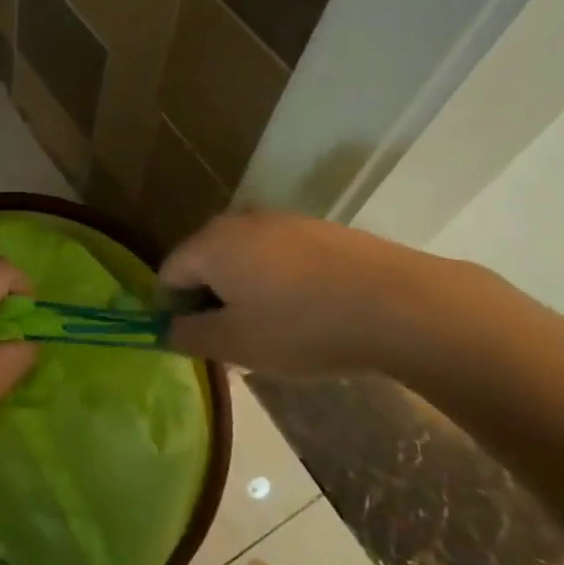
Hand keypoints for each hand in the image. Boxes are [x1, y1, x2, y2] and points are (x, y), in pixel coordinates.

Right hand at [160, 210, 460, 376]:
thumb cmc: (302, 325)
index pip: (168, 273)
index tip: (196, 343)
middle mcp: (238, 221)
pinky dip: (276, 282)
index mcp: (210, 244)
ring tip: (273, 331)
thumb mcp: (237, 344)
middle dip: (209, 301)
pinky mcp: (316, 229)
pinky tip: (305, 313)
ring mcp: (280, 220)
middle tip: (232, 342)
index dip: (172, 311)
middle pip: (204, 261)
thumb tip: (168, 329)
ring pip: (242, 258)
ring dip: (244, 292)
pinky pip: (277, 256)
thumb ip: (190, 336)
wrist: (396, 303)